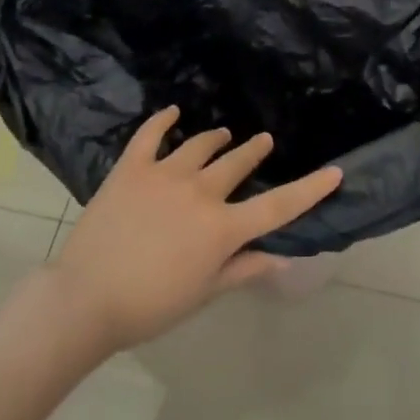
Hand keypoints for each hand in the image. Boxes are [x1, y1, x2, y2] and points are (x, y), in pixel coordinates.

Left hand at [51, 109, 343, 351]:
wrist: (85, 299)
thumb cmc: (149, 306)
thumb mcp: (203, 294)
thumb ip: (243, 269)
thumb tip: (282, 257)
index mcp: (222, 227)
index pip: (277, 206)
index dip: (309, 189)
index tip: (335, 171)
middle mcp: (200, 191)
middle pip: (238, 163)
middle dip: (255, 151)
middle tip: (263, 142)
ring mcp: (165, 174)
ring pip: (201, 145)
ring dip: (217, 139)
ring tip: (224, 135)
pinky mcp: (132, 167)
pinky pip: (151, 134)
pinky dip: (164, 120)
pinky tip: (173, 112)